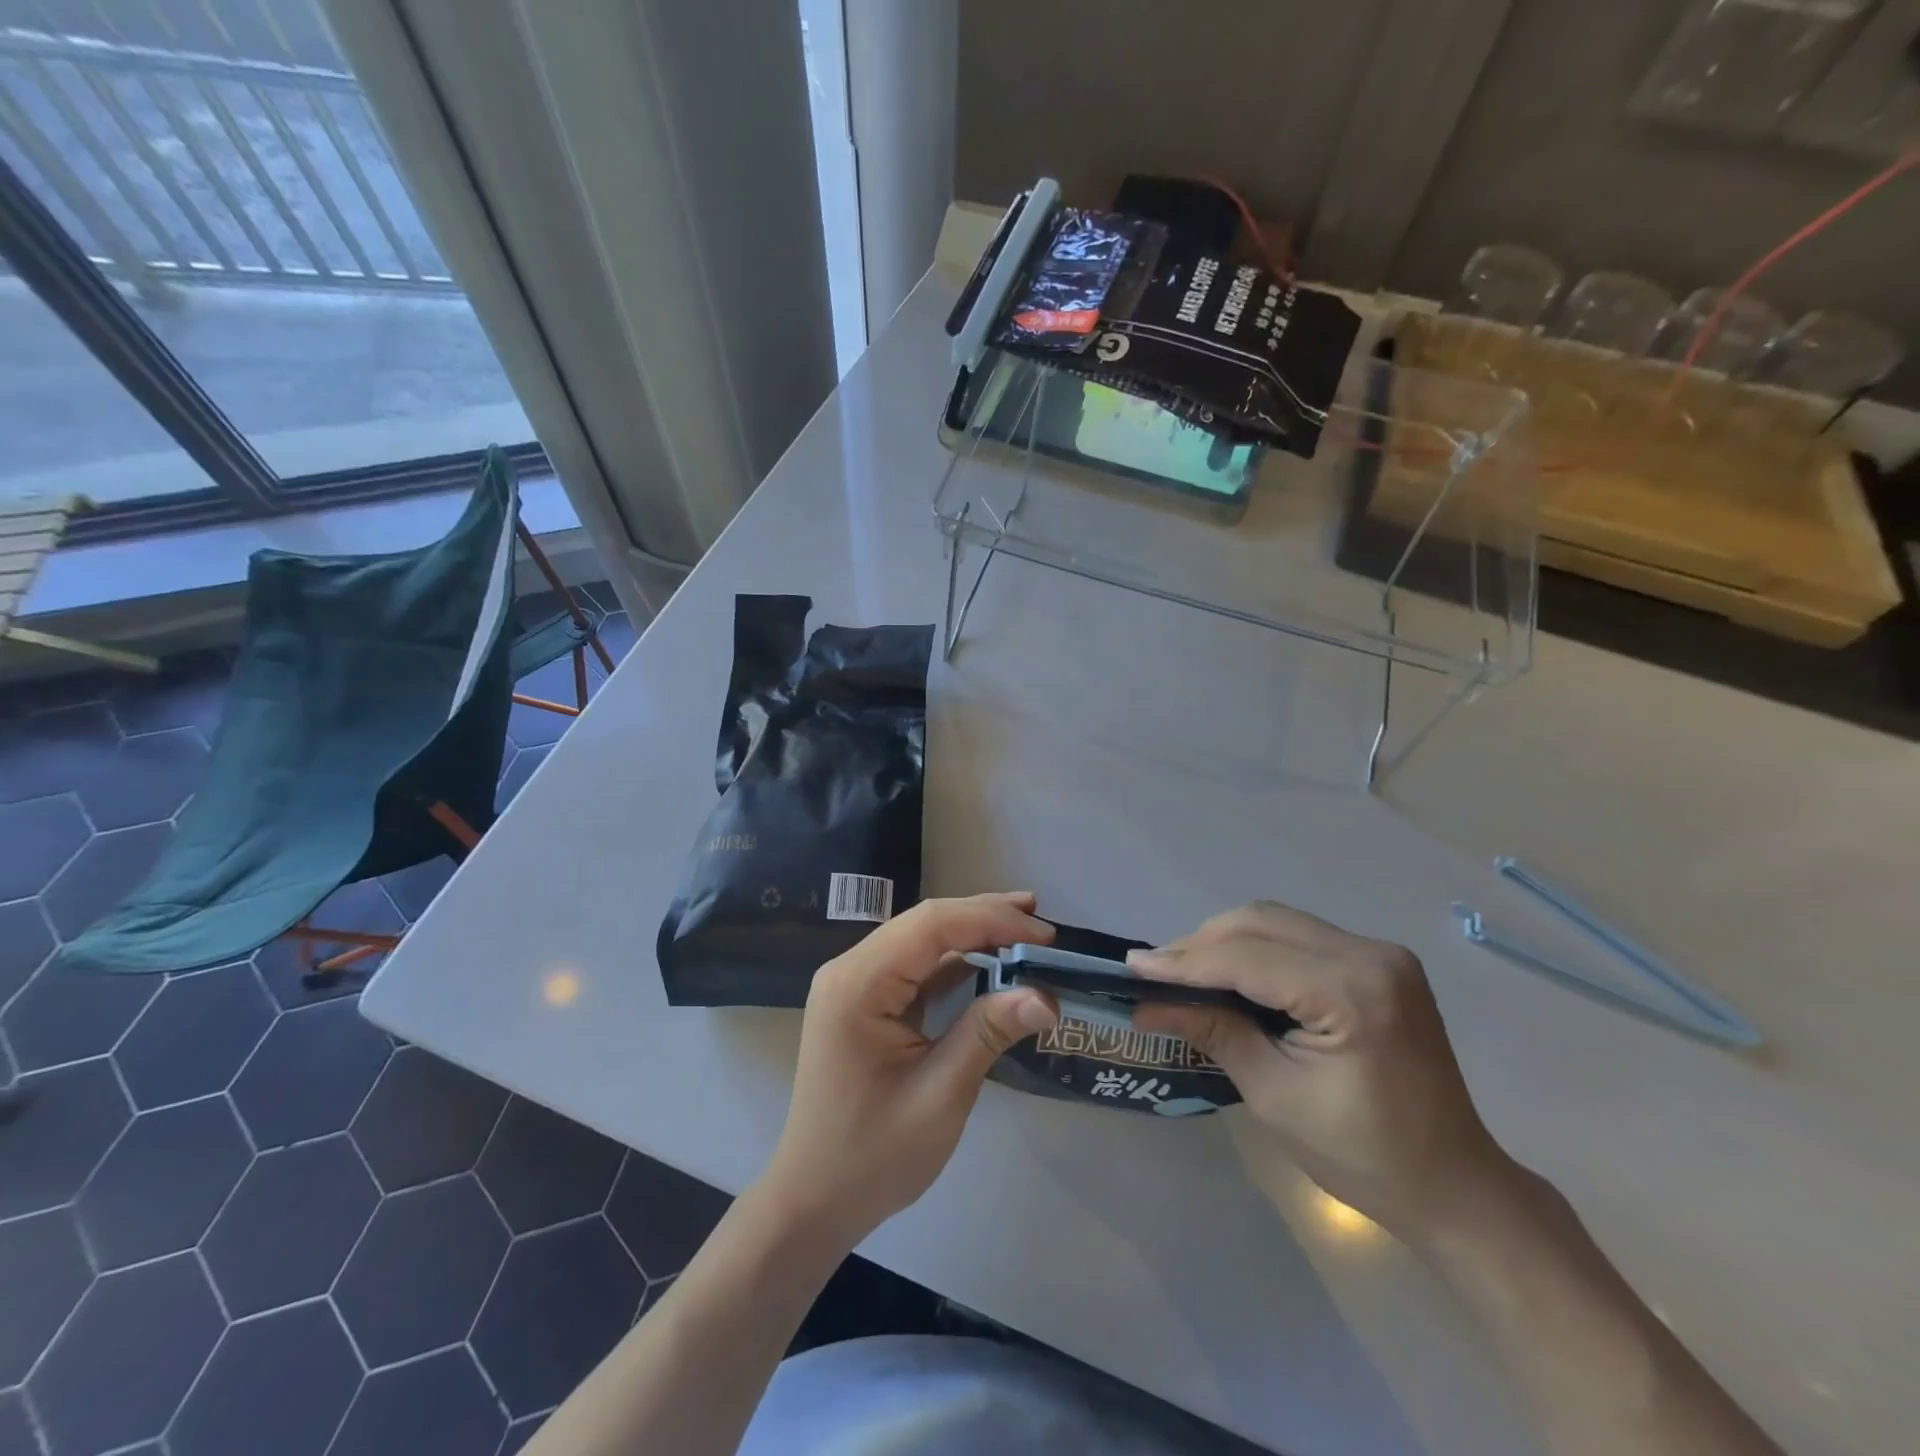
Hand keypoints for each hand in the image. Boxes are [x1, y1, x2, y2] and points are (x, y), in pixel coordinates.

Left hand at [758, 893, 1058, 1248]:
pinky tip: (992, 963)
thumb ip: (988, 1033)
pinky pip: (917, 967)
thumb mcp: (940, 1095)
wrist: (815, 1200)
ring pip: (923, 940)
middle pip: (926, 924)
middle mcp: (851, 969)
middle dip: (986, 919)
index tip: (1045, 935)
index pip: (931, 926)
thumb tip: (1047, 996)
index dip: (991, 921)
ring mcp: (856, 983)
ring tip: (1028, 934)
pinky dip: (958, 963)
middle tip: (1043, 926)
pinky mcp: (867, 1000)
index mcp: (857, 984)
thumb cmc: (873, 1156)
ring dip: (974, 936)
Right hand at [1129, 901, 1519, 1242]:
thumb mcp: (1274, 1095)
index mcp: (1353, 992)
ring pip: (1277, 922)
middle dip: (1200, 944)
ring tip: (1184, 972)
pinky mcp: (1379, 962)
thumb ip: (1212, 1033)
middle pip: (1260, 923)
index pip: (1247, 958)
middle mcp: (1370, 954)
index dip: (1183, 962)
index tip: (1132, 966)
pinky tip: (1231, 973)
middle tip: (1155, 972)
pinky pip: (1299, 937)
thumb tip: (1146, 1003)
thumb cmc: (1364, 1156)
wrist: (1456, 1187)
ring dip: (1226, 941)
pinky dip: (1256, 949)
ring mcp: (1380, 953)